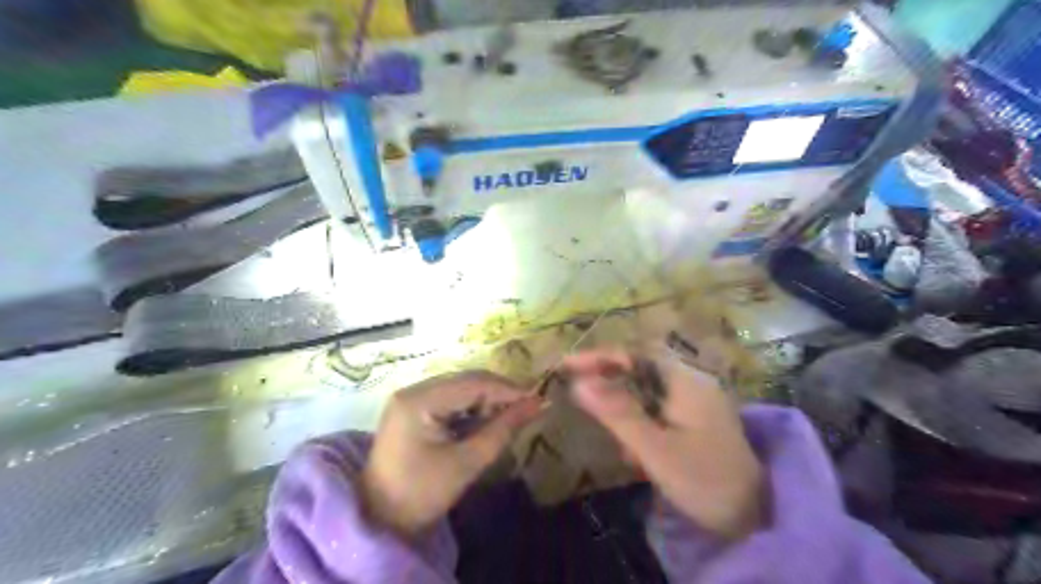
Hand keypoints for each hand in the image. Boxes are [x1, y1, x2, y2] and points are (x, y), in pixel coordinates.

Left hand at [364, 372, 540, 534]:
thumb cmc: (421, 495)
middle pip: (465, 381)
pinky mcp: (413, 408)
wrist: (378, 520)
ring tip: (511, 416)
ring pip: (460, 387)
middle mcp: (412, 390)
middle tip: (528, 407)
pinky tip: (487, 420)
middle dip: (498, 393)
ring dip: (487, 399)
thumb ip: (503, 430)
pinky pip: (450, 398)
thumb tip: (537, 404)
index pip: (472, 384)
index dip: (508, 390)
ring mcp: (411, 397)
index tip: (538, 399)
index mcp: (418, 401)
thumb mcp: (466, 463)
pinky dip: (472, 407)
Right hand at [562, 349, 761, 539]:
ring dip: (622, 403)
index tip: (567, 365)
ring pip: (647, 389)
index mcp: (686, 381)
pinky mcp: (694, 420)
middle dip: (608, 378)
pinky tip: (633, 451)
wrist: (754, 518)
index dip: (600, 356)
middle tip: (576, 389)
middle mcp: (692, 382)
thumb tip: (578, 384)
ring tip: (605, 427)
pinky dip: (638, 421)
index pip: (636, 353)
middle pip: (641, 367)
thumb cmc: (704, 480)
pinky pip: (657, 408)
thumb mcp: (656, 449)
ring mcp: (695, 401)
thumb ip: (618, 414)